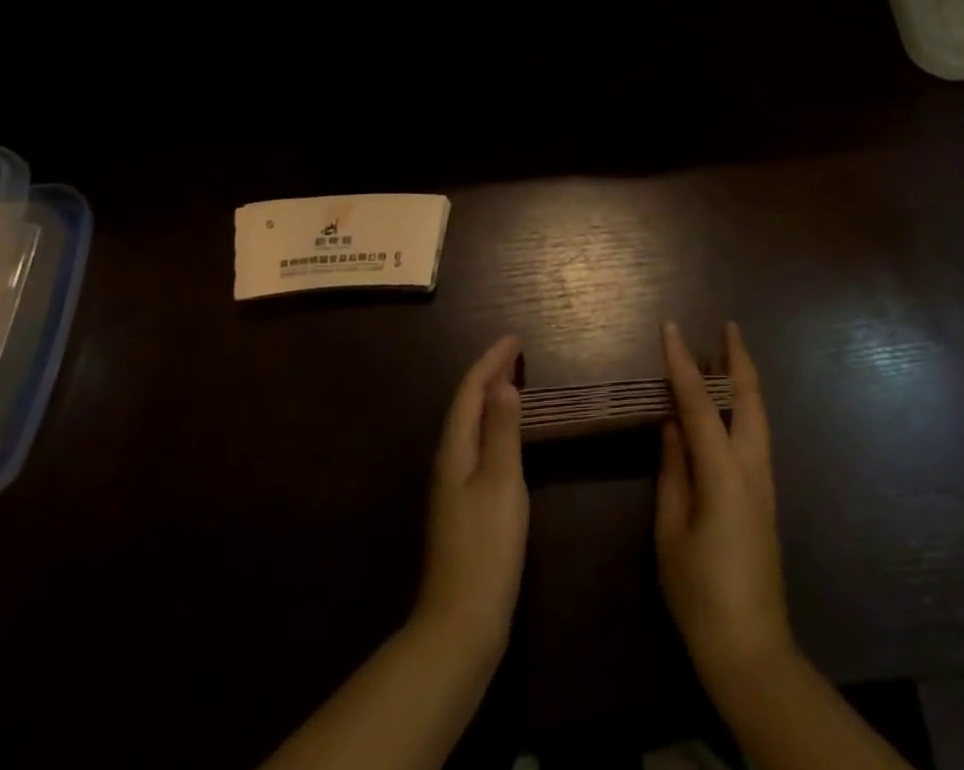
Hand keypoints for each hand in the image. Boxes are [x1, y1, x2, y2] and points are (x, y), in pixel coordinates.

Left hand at [414, 335, 527, 666]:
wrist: (460, 624)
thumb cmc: (486, 547)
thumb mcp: (501, 482)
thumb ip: (502, 431)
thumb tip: (503, 384)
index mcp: (455, 450)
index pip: (470, 391)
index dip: (491, 362)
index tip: (514, 338)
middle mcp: (448, 461)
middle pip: (466, 405)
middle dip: (489, 375)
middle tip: (516, 353)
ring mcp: (452, 487)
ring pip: (470, 426)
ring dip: (489, 399)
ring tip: (513, 382)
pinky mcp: (463, 507)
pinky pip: (476, 446)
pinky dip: (492, 426)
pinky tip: (505, 436)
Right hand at [655, 320, 794, 690]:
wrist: (752, 651)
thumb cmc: (701, 595)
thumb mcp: (671, 533)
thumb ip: (672, 472)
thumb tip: (671, 425)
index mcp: (724, 474)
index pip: (700, 404)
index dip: (683, 363)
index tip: (670, 328)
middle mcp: (752, 468)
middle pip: (749, 398)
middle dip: (738, 358)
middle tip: (725, 325)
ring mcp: (765, 482)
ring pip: (758, 414)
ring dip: (743, 379)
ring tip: (725, 353)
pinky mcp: (766, 496)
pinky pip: (756, 434)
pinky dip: (745, 405)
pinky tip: (730, 405)